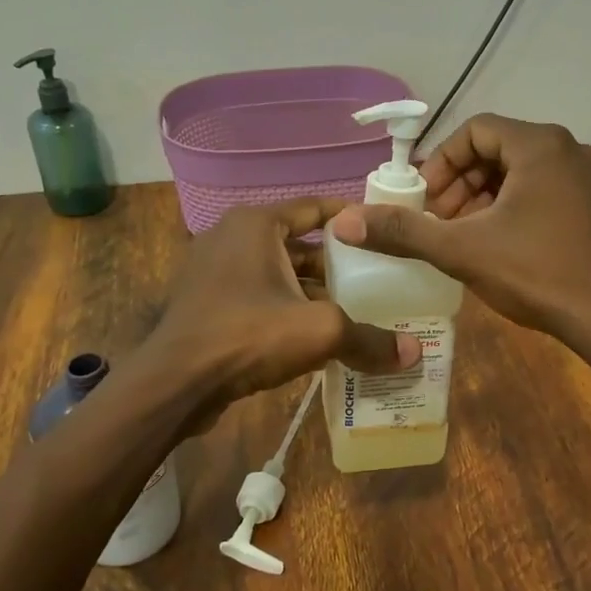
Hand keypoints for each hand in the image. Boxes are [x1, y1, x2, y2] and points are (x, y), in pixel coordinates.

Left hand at [142, 198, 420, 424]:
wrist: (175, 382)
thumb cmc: (248, 335)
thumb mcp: (320, 331)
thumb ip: (368, 338)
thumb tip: (414, 354)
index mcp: (256, 225)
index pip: (314, 207)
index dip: (351, 218)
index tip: (383, 232)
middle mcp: (232, 237)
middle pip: (298, 244)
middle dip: (336, 263)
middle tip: (377, 279)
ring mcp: (214, 270)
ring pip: (278, 274)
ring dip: (312, 291)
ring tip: (355, 310)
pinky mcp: (206, 303)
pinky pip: (258, 296)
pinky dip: (286, 308)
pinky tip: (315, 335)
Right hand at [331, 115, 590, 341]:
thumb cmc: (536, 273)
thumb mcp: (461, 249)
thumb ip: (402, 232)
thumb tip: (344, 222)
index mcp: (539, 144)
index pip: (474, 130)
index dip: (441, 162)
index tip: (424, 200)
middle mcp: (568, 148)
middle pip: (497, 148)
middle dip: (460, 182)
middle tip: (439, 220)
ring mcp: (587, 176)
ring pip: (519, 171)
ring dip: (483, 196)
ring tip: (462, 234)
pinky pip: (542, 189)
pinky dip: (512, 206)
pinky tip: (497, 243)